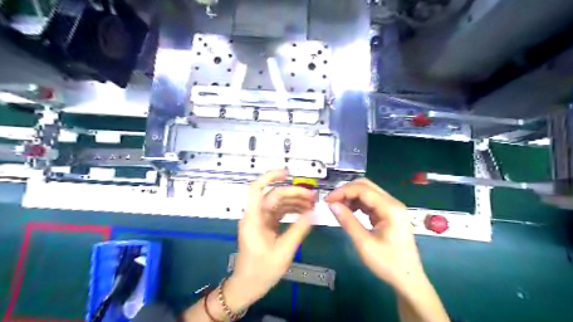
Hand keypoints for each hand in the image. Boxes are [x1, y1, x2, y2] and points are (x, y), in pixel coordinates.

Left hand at [223, 170, 314, 310]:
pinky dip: (291, 210)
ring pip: (277, 203)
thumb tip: (313, 213)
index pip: (256, 189)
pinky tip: (304, 212)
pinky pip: (279, 212)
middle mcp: (255, 215)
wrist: (247, 286)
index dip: (269, 177)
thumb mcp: (283, 251)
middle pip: (273, 196)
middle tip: (313, 197)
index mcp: (253, 219)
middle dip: (293, 193)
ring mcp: (260, 220)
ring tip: (312, 205)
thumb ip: (298, 230)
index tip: (287, 173)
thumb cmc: (261, 271)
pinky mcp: (265, 226)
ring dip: (294, 202)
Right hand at [324, 179, 421, 289]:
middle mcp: (393, 203)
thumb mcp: (364, 243)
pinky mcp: (389, 213)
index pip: (362, 189)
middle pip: (366, 186)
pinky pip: (370, 201)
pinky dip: (357, 203)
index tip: (327, 200)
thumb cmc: (387, 263)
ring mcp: (392, 207)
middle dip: (346, 191)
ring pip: (368, 192)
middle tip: (331, 202)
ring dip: (351, 196)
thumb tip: (331, 204)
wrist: (408, 279)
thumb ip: (347, 221)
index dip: (342, 192)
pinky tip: (349, 211)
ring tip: (338, 207)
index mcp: (390, 208)